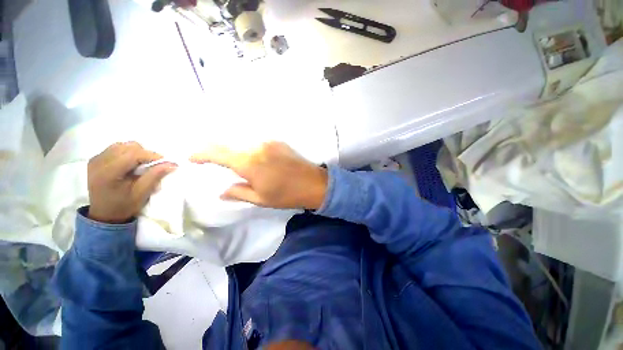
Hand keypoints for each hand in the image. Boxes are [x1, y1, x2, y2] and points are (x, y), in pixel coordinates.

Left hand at [87, 142, 176, 223]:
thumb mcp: (142, 193)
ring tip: (142, 164)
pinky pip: (115, 148)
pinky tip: (131, 163)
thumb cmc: (124, 205)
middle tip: (153, 165)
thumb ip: (155, 176)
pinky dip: (127, 152)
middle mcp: (98, 162)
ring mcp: (95, 160)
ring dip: (136, 152)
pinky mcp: (96, 159)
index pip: (132, 155)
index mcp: (108, 173)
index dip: (151, 155)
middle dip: (144, 153)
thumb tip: (172, 164)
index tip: (165, 161)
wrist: (104, 214)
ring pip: (122, 145)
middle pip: (127, 147)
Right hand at [190, 142, 327, 209]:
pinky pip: (258, 143)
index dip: (202, 154)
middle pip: (230, 146)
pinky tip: (254, 158)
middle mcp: (257, 147)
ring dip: (236, 151)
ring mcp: (269, 142)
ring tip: (234, 162)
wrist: (315, 184)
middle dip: (218, 153)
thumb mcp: (261, 198)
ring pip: (244, 144)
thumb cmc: (288, 195)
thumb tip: (222, 192)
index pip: (218, 153)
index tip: (193, 158)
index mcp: (249, 163)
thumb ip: (238, 192)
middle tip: (212, 161)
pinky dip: (251, 149)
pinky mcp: (279, 142)